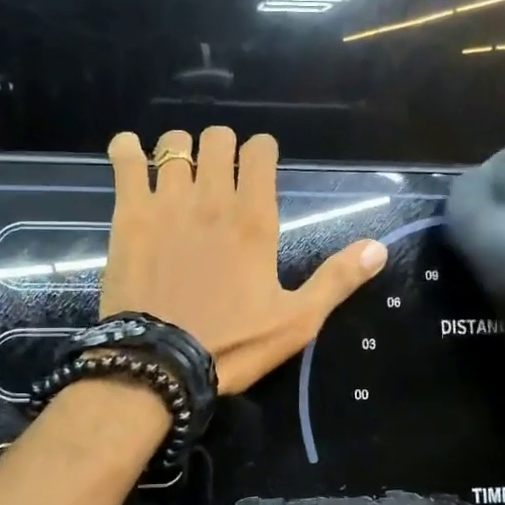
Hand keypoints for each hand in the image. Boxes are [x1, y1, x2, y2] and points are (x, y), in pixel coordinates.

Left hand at [102, 127, 386, 394]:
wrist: (159, 365)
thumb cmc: (232, 345)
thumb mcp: (296, 321)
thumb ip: (337, 279)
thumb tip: (378, 248)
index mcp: (255, 219)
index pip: (260, 150)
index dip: (261, 151)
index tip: (258, 168)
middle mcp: (213, 198)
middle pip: (217, 138)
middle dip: (222, 148)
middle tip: (219, 175)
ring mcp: (167, 202)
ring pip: (175, 143)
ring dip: (181, 150)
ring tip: (179, 173)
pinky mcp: (129, 214)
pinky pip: (125, 159)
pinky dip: (127, 149)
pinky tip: (130, 154)